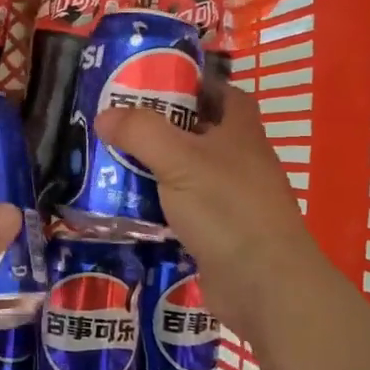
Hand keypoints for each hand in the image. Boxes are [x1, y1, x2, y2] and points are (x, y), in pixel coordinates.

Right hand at [95, 85, 326, 342]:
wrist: (264, 284)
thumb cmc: (227, 209)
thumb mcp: (179, 160)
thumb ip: (141, 132)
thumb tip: (104, 115)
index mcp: (240, 133)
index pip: (224, 93)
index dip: (194, 85)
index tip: (154, 85)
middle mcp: (240, 161)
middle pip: (199, 133)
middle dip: (161, 129)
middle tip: (118, 126)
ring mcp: (231, 200)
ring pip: (187, 174)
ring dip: (155, 170)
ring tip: (112, 165)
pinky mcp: (219, 233)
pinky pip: (183, 210)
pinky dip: (159, 208)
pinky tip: (128, 209)